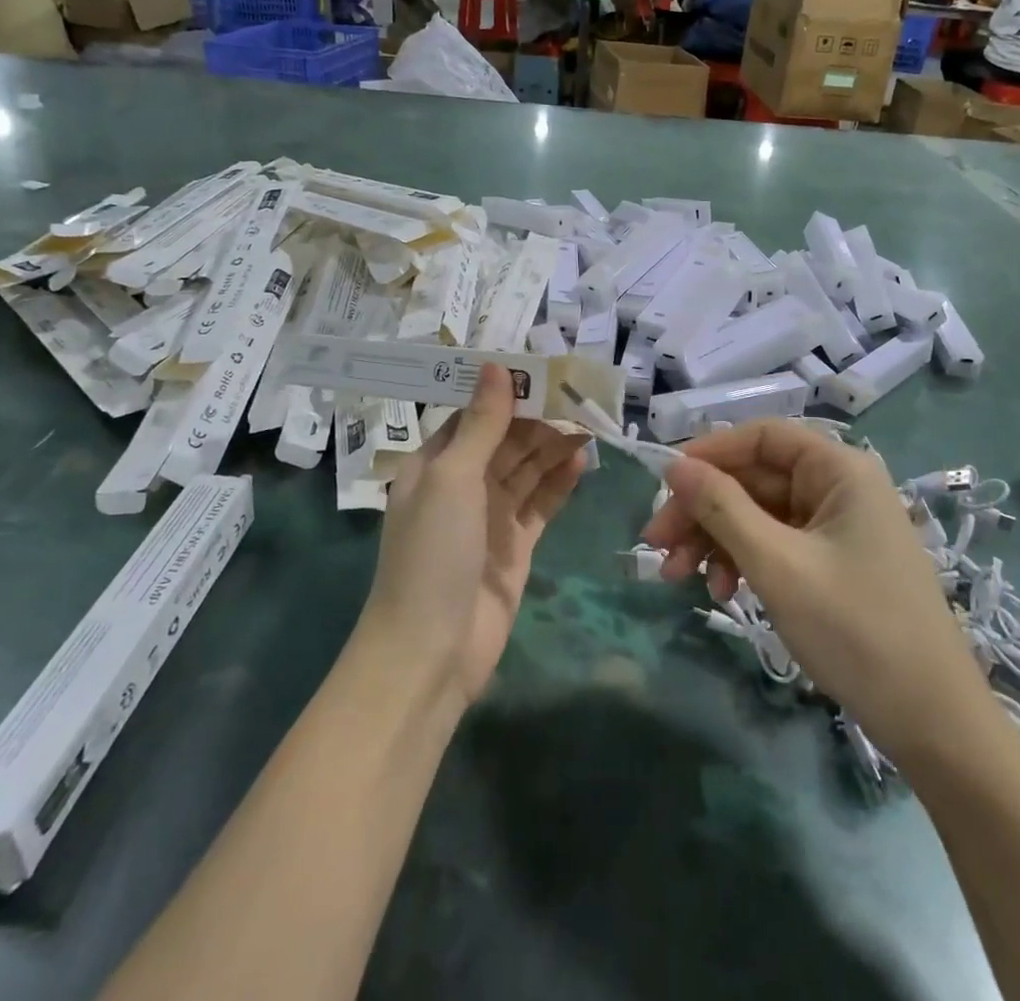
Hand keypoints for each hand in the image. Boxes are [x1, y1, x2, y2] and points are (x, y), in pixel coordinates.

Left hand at [360, 365, 589, 706]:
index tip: (542, 369)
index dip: (505, 393)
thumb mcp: (453, 478)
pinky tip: (581, 461)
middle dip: (538, 418)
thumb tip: (495, 366)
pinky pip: (540, 504)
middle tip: (579, 395)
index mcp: (434, 463)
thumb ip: (481, 424)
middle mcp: (461, 485)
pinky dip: (558, 483)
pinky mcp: (515, 547)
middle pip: (504, 440)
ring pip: (526, 470)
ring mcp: (489, 517)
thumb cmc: (432, 553)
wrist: (430, 652)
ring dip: (552, 446)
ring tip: (589, 421)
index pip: (474, 415)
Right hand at [639, 421, 980, 729]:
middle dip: (703, 510)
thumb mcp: (777, 565)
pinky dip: (744, 560)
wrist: (934, 724)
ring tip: (680, 578)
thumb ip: (722, 508)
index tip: (664, 485)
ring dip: (716, 540)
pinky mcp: (835, 562)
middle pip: (754, 478)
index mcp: (839, 470)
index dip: (709, 454)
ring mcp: (838, 527)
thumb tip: (675, 465)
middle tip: (657, 546)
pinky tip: (724, 592)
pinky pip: (776, 543)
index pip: (761, 437)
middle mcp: (840, 487)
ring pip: (759, 514)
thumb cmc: (856, 630)